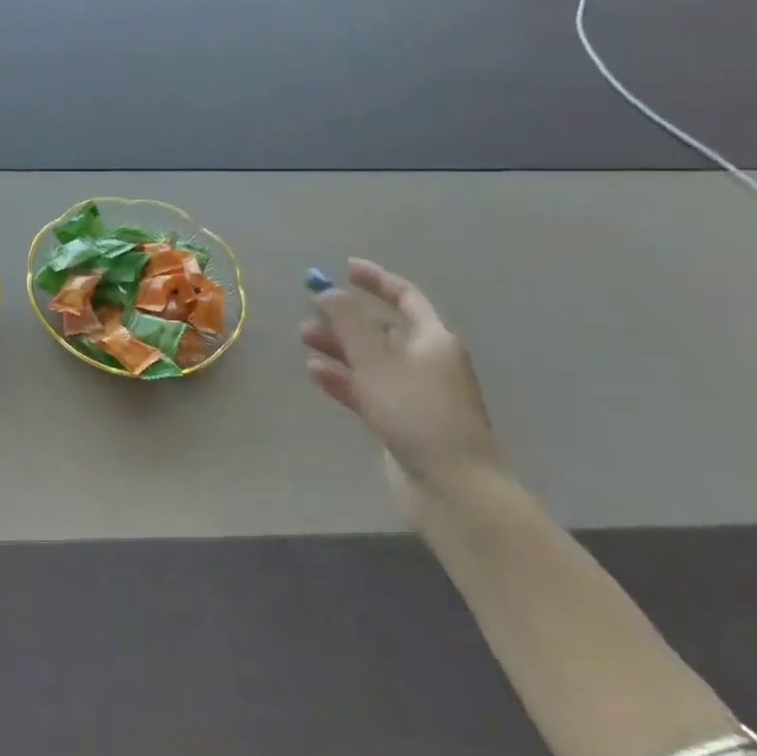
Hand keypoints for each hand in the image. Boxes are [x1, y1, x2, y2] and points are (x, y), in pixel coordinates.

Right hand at [300, 259, 506, 515]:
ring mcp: (413, 393)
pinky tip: (316, 373)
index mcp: (433, 339)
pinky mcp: (400, 421)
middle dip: (346, 317)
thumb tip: (327, 290)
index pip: (405, 297)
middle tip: (310, 309)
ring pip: (370, 359)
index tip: (345, 267)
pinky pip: (367, 389)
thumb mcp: (376, 359)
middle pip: (383, 328)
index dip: (376, 280)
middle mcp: (426, 361)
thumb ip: (348, 321)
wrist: (452, 487)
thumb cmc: (417, 412)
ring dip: (338, 346)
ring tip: (304, 338)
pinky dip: (343, 378)